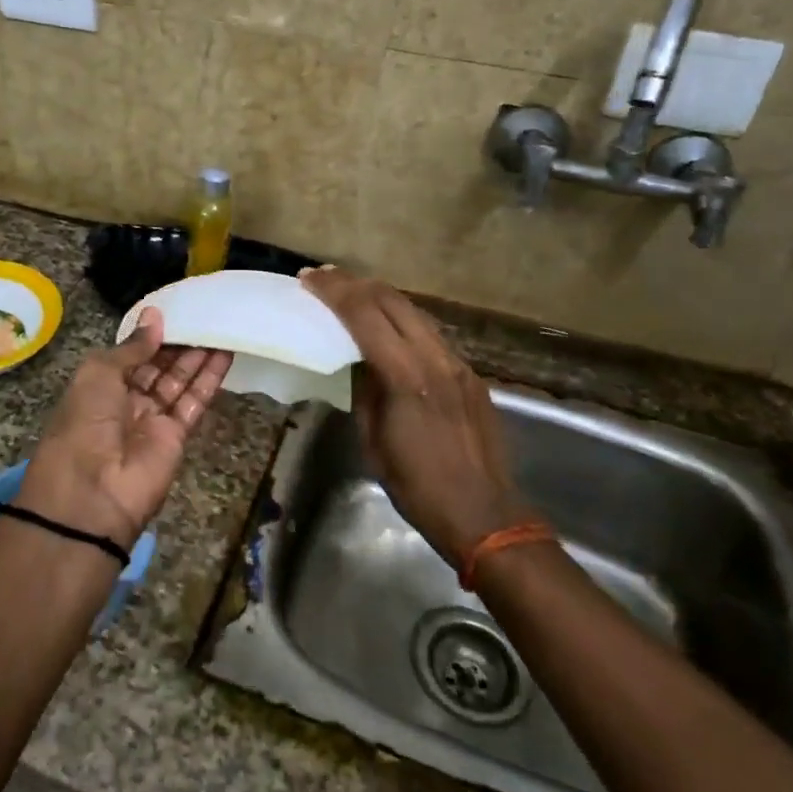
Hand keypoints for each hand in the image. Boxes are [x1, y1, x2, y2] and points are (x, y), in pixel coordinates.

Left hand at [17, 310, 232, 548]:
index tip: (174, 311)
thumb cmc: (84, 423)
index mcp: (99, 385)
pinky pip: (194, 401)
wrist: (92, 494)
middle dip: (178, 342)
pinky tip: (226, 353)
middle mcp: (125, 401)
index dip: (150, 335)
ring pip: (179, 381)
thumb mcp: (98, 374)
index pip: (130, 354)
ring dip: (198, 355)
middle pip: (157, 366)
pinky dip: (210, 378)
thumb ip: (132, 347)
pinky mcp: (176, 437)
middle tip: (205, 313)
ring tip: (220, 324)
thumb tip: (155, 316)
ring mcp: (152, 420)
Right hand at [300, 267, 533, 565]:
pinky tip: (387, 326)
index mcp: (406, 377)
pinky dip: (402, 320)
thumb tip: (358, 361)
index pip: (365, 315)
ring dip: (380, 297)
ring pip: (416, 312)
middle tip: (324, 277)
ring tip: (351, 293)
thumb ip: (365, 391)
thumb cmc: (417, 486)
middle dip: (355, 283)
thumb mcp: (373, 440)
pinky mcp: (470, 375)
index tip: (308, 279)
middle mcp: (436, 359)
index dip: (334, 291)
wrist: (484, 514)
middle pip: (393, 300)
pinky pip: (431, 334)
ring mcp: (458, 364)